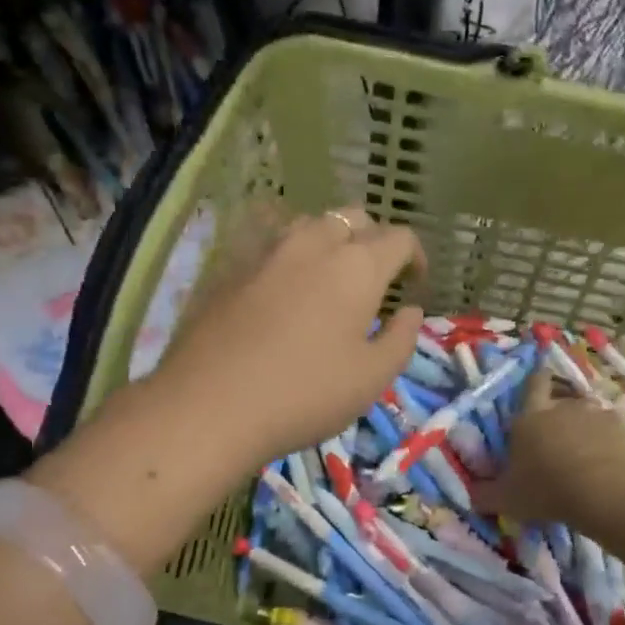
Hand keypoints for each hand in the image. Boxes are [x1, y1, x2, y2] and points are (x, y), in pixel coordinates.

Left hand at [152, 208, 425, 465]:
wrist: (209, 405)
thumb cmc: (305, 394)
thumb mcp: (372, 379)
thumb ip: (401, 340)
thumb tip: (410, 312)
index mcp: (356, 266)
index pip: (398, 238)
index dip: (415, 256)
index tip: (414, 283)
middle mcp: (312, 244)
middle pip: (353, 219)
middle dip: (373, 240)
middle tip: (376, 278)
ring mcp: (266, 253)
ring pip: (309, 225)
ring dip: (330, 241)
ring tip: (331, 277)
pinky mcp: (230, 269)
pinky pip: (272, 247)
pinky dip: (292, 259)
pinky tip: (285, 293)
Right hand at [472, 370, 624, 523]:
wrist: (603, 492)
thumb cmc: (546, 489)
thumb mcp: (506, 499)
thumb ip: (485, 494)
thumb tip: (471, 496)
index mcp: (529, 417)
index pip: (532, 384)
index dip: (535, 379)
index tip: (538, 379)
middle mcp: (562, 407)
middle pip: (561, 396)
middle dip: (559, 409)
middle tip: (556, 429)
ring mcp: (595, 415)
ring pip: (588, 411)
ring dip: (585, 423)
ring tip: (585, 445)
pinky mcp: (621, 430)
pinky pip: (612, 429)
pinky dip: (609, 439)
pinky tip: (608, 457)